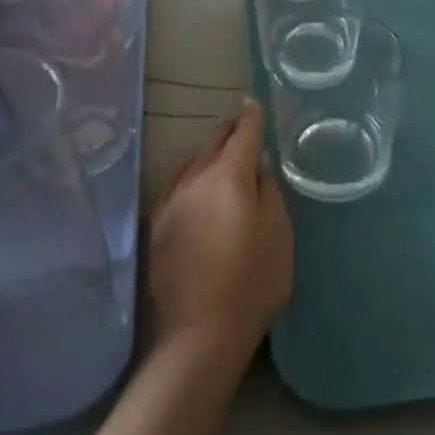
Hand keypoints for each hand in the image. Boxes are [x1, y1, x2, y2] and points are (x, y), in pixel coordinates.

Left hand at [147, 99, 292, 362]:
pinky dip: (190, 178)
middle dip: (228, 131)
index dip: (250, 117)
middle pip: (212, 144)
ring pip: (190, 164)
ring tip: (220, 157)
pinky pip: (176, 187)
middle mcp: (193, 180)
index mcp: (227, 176)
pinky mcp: (156, 227)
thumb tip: (255, 166)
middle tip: (240, 125)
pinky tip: (196, 191)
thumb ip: (268, 190)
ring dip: (207, 155)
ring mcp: (169, 203)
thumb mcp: (278, 232)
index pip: (242, 134)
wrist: (201, 331)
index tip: (253, 103)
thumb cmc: (253, 279)